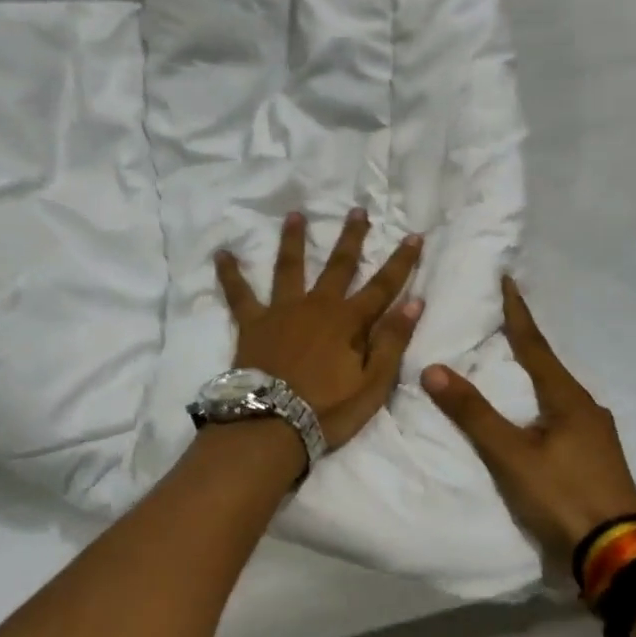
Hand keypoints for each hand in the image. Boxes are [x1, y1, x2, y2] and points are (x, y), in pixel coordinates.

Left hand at [215, 211, 424, 449]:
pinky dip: (230, 273)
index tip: (413, 236)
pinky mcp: (253, 322)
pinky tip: (221, 254)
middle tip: (357, 210)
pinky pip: (239, 293)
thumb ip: (391, 342)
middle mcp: (316, 306)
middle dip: (351, 237)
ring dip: (293, 239)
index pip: (383, 287)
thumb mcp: (372, 385)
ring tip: (295, 215)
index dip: (401, 262)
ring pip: (290, 267)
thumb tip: (414, 302)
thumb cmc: (327, 411)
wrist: (271, 425)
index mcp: (348, 322)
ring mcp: (282, 310)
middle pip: (338, 265)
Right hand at [423, 276, 635, 563]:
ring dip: (533, 376)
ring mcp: (597, 435)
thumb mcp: (511, 455)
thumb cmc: (563, 496)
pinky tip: (531, 417)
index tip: (507, 280)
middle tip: (499, 322)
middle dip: (524, 343)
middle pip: (548, 366)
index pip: (534, 344)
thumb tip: (433, 369)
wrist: (618, 556)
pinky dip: (541, 405)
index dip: (517, 313)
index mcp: (568, 398)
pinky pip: (563, 417)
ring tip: (509, 367)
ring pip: (557, 394)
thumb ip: (473, 413)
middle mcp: (587, 408)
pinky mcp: (597, 459)